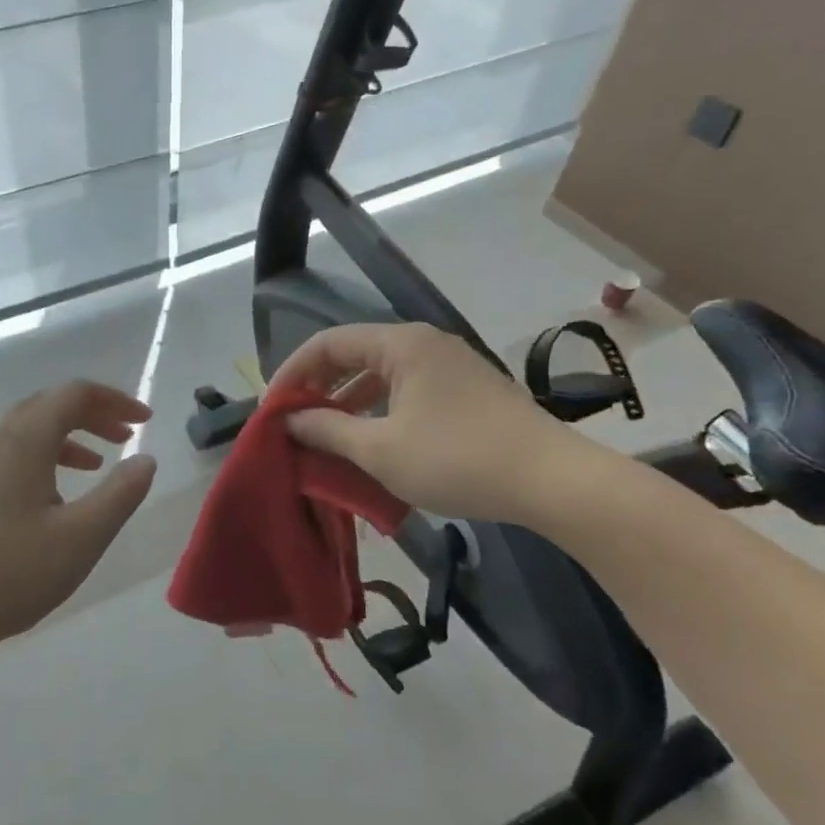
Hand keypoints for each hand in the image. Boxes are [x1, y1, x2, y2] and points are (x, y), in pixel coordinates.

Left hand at [0, 381, 157, 657]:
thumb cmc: (10, 574)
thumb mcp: (81, 538)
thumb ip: (120, 494)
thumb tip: (145, 459)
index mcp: (23, 439)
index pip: (74, 394)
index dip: (115, 399)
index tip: (145, 419)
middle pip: (48, 405)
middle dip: (92, 414)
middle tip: (125, 435)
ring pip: (25, 431)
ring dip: (66, 437)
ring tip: (95, 464)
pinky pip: (6, 454)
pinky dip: (39, 457)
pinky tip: (49, 497)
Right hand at [268, 322, 592, 524]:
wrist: (552, 481)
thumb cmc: (457, 459)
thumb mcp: (380, 450)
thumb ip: (328, 431)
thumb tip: (290, 420)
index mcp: (401, 345)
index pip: (328, 343)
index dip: (292, 373)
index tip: (272, 410)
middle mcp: (425, 344)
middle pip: (355, 355)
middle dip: (319, 388)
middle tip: (294, 423)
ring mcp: (451, 366)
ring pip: (382, 375)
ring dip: (349, 403)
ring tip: (326, 437)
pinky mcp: (468, 392)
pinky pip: (407, 391)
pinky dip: (380, 412)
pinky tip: (372, 442)